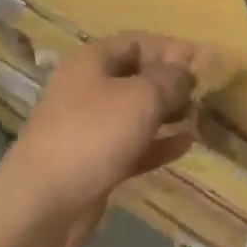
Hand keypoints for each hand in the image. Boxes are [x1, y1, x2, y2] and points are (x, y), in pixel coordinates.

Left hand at [0, 33, 201, 246]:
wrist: (43, 204)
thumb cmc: (94, 134)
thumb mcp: (141, 97)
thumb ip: (169, 80)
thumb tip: (186, 71)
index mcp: (92, 62)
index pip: (137, 42)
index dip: (170, 48)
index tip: (202, 61)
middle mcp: (88, 89)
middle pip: (136, 76)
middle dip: (170, 82)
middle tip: (204, 92)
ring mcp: (89, 128)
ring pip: (135, 112)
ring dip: (167, 113)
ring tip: (199, 116)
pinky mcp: (95, 162)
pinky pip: (133, 144)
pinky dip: (158, 143)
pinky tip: (186, 145)